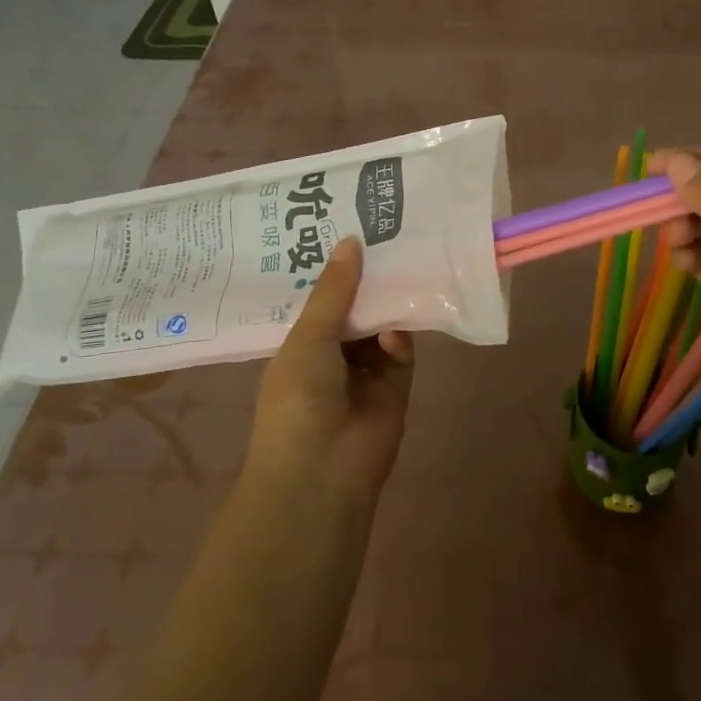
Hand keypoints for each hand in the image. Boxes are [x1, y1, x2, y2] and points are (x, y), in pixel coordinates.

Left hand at [244, 238, 413, 503]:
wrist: (323, 473)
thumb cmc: (298, 400)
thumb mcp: (308, 338)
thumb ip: (334, 291)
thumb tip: (350, 241)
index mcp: (300, 343)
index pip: (320, 298)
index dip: (334, 268)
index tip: (348, 227)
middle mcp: (332, 353)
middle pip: (355, 307)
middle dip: (367, 278)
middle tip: (385, 232)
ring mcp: (365, 369)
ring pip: (381, 323)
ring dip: (388, 301)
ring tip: (402, 259)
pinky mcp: (396, 384)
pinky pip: (402, 349)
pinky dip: (400, 336)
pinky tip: (396, 329)